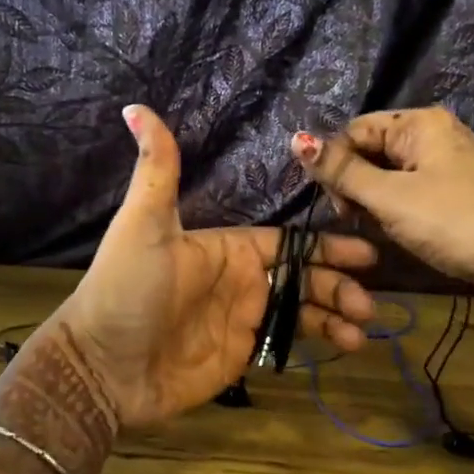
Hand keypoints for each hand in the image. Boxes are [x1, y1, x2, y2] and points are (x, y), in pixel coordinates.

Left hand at [49, 106, 378, 430]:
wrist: (104, 366)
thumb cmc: (126, 291)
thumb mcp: (143, 227)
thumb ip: (157, 171)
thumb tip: (135, 107)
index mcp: (225, 249)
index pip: (286, 242)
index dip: (324, 247)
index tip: (364, 253)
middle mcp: (239, 282)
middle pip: (304, 277)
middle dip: (339, 285)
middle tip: (370, 301)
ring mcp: (242, 319)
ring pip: (303, 310)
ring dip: (336, 314)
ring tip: (364, 326)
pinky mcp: (242, 354)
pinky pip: (289, 342)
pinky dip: (319, 341)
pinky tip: (345, 345)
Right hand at [291, 107, 473, 297]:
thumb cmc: (452, 220)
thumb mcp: (389, 196)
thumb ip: (341, 171)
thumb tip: (297, 139)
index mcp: (419, 123)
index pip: (355, 131)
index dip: (337, 165)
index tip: (339, 206)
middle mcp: (436, 134)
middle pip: (373, 151)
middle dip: (357, 186)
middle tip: (357, 221)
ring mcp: (451, 163)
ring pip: (392, 175)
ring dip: (376, 202)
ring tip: (380, 230)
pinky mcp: (461, 191)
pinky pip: (414, 192)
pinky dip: (400, 210)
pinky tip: (402, 232)